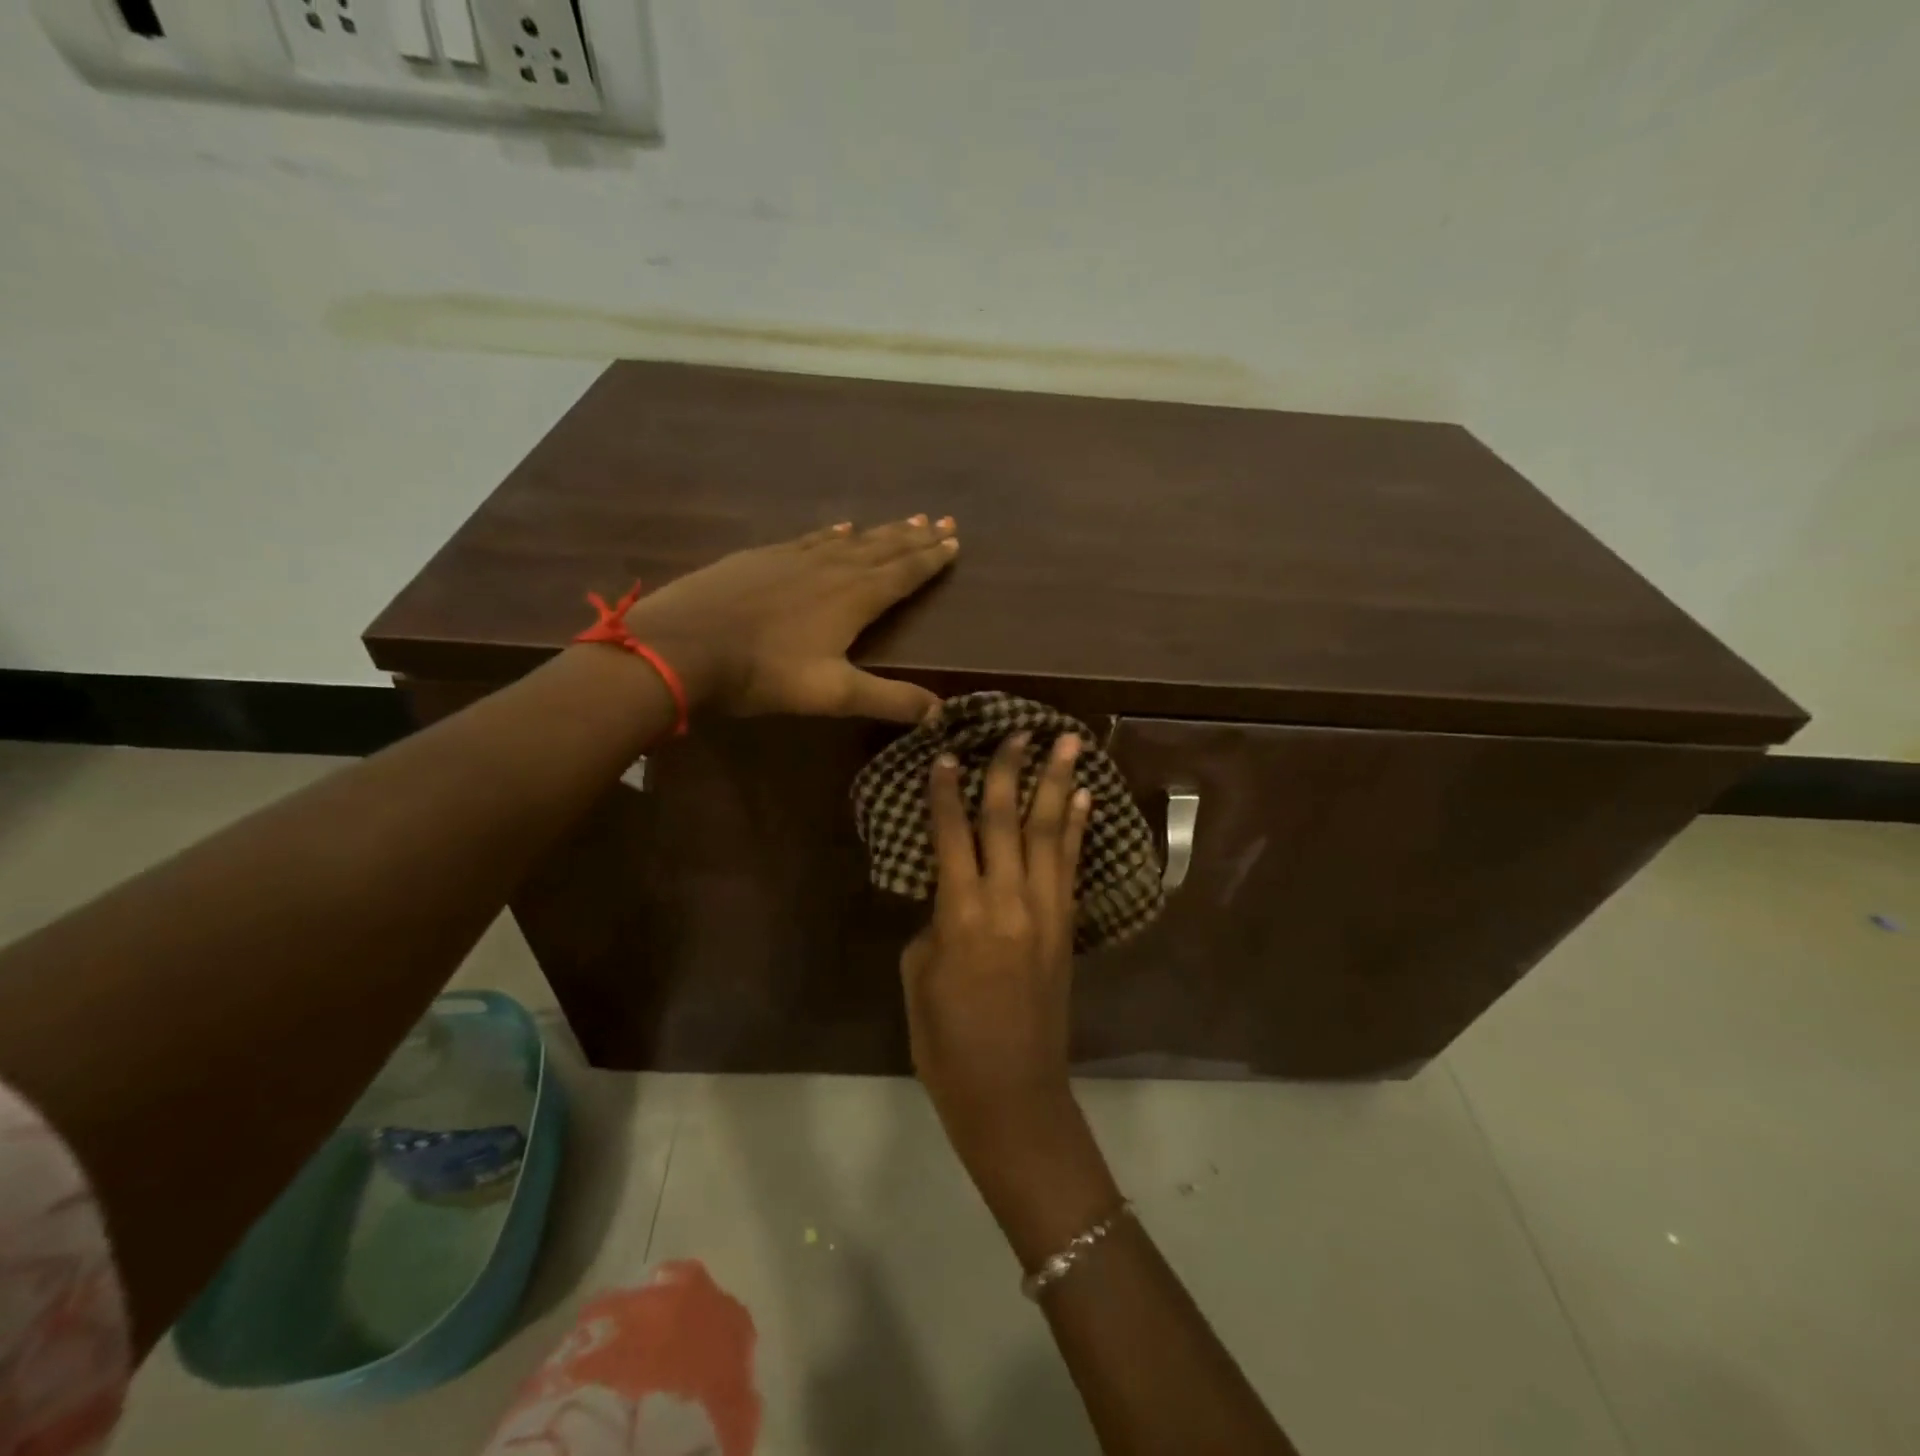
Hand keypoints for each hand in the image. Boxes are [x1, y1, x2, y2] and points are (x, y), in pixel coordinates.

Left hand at [621, 516, 958, 721]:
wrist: (685, 645)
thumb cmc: (764, 672)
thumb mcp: (833, 694)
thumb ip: (889, 699)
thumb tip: (941, 712)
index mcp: (855, 597)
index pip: (904, 573)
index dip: (931, 560)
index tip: (954, 542)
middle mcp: (832, 567)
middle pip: (883, 548)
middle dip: (915, 537)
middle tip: (942, 521)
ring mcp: (795, 557)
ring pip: (850, 539)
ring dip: (881, 531)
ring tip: (906, 520)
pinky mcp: (763, 556)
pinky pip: (811, 537)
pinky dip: (833, 532)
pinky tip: (838, 527)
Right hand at [901, 728, 1092, 1168]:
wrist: (1012, 1093)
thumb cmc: (947, 1042)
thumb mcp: (919, 976)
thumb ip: (937, 922)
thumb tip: (954, 894)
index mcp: (961, 914)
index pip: (953, 835)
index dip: (948, 792)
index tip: (948, 754)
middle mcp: (1008, 901)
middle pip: (1008, 821)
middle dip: (1011, 771)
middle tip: (1019, 730)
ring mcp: (1046, 912)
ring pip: (1050, 833)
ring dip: (1058, 784)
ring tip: (1069, 743)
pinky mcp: (1067, 927)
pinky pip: (1071, 866)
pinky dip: (1078, 828)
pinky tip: (1083, 800)